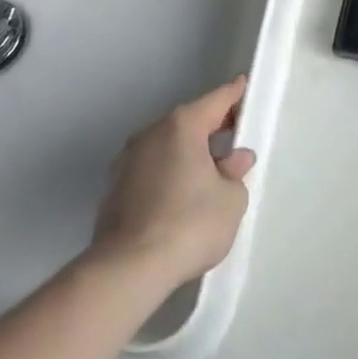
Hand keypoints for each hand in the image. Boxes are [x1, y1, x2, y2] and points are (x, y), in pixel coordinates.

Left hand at [90, 77, 256, 288]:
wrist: (128, 270)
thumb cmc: (190, 224)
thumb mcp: (231, 199)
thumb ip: (235, 173)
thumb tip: (232, 161)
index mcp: (182, 126)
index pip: (216, 100)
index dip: (234, 95)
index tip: (244, 88)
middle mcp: (150, 134)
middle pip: (188, 122)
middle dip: (211, 129)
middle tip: (233, 138)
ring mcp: (126, 162)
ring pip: (166, 147)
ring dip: (187, 154)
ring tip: (208, 173)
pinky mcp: (113, 190)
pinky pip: (150, 171)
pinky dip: (168, 175)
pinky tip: (180, 198)